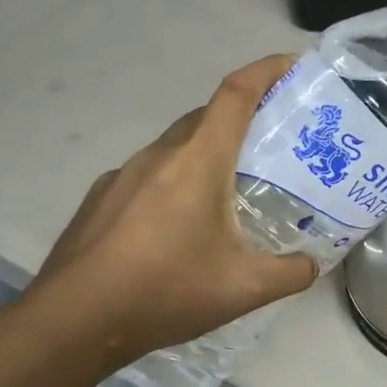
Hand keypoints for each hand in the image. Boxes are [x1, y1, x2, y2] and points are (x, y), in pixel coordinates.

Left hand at [23, 55, 317, 367]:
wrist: (74, 321)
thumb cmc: (165, 290)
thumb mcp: (244, 288)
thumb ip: (290, 272)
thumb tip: (312, 264)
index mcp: (199, 159)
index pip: (237, 93)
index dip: (267, 70)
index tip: (293, 66)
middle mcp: (160, 154)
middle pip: (208, 116)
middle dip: (244, 116)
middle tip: (275, 142)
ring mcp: (124, 174)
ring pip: (177, 145)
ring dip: (209, 152)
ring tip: (232, 187)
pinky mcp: (102, 198)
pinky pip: (150, 173)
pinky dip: (176, 180)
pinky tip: (180, 225)